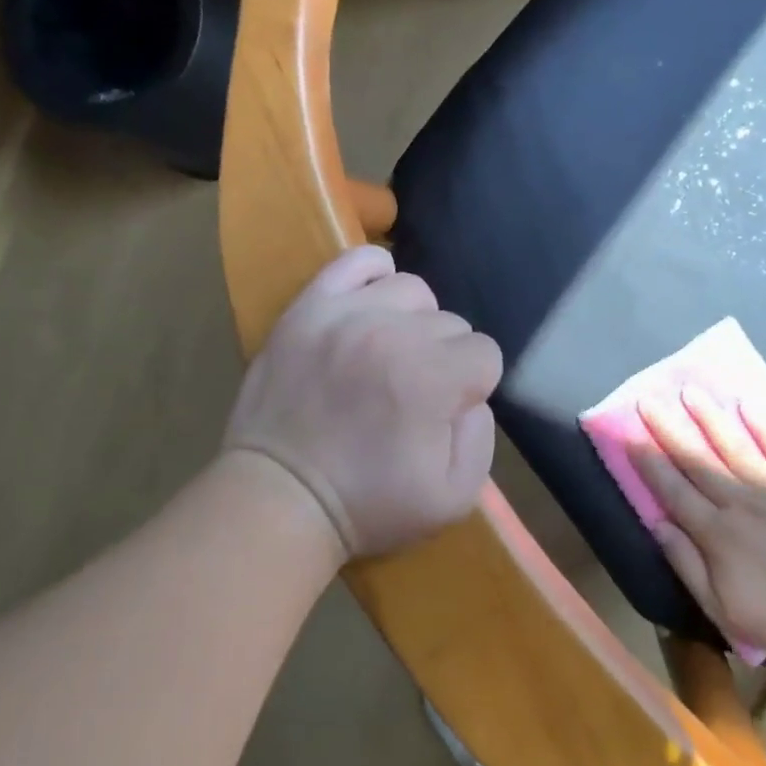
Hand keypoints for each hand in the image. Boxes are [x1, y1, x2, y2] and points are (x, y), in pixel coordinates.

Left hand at [224, 246, 502, 560]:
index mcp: (430, 377)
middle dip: (442, 359)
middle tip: (411, 394)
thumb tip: (471, 395)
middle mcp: (392, 332)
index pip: (484, 354)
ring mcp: (345, 313)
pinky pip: (356, 261)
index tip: (445, 413)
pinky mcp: (308, 308)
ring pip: (412, 291)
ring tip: (390, 354)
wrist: (281, 498)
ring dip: (413, 321)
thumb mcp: (454, 497)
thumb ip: (482, 437)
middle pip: (450, 324)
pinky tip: (374, 304)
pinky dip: (375, 273)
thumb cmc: (369, 504)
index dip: (472, 387)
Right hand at [630, 388, 765, 658]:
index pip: (672, 489)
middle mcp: (739, 501)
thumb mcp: (721, 608)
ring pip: (733, 445)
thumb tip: (657, 524)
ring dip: (709, 418)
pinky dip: (765, 425)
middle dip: (669, 429)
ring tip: (690, 391)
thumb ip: (686, 564)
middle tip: (648, 401)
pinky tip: (747, 403)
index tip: (628, 436)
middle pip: (696, 460)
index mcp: (715, 532)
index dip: (648, 462)